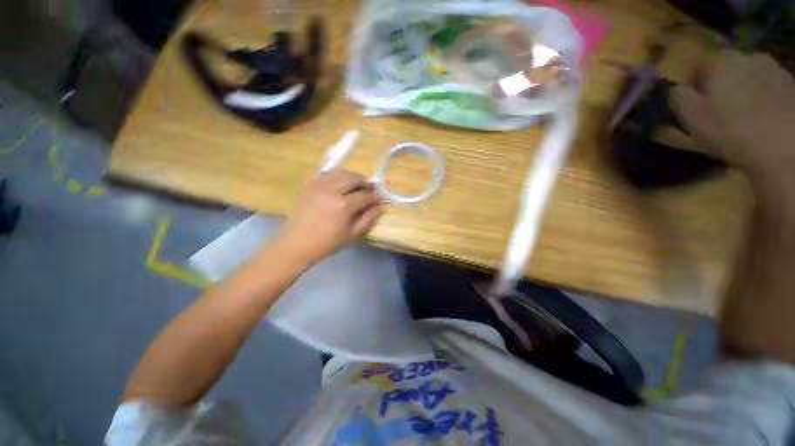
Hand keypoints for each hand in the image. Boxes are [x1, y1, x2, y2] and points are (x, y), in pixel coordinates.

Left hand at [277, 171, 381, 264]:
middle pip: (353, 178)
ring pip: (340, 173)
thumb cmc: (327, 243)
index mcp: (344, 205)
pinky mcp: (309, 185)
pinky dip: (337, 177)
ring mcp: (318, 185)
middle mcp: (332, 190)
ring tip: (356, 185)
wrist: (296, 243)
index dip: (375, 196)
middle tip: (369, 189)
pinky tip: (339, 185)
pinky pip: (326, 175)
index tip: (380, 198)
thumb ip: (368, 218)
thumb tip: (378, 206)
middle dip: (365, 182)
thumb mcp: (352, 234)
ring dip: (351, 177)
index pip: (365, 195)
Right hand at [673, 51, 794, 186]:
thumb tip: (676, 87)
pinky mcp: (792, 85)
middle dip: (723, 83)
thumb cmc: (733, 132)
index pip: (700, 64)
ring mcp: (775, 69)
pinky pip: (771, 87)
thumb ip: (679, 97)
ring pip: (751, 76)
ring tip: (746, 115)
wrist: (787, 150)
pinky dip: (766, 97)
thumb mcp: (694, 118)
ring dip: (746, 89)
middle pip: (729, 67)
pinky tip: (766, 117)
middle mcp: (748, 57)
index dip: (695, 82)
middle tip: (722, 109)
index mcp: (722, 62)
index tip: (695, 101)